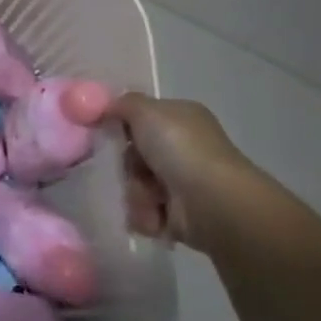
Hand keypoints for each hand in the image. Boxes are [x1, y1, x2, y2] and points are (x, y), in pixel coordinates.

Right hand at [114, 94, 254, 250]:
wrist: (212, 202)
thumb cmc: (179, 148)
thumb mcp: (144, 109)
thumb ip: (122, 104)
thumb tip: (108, 108)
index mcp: (181, 118)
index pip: (143, 119)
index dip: (124, 126)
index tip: (109, 135)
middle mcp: (184, 148)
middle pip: (136, 155)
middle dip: (129, 167)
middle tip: (135, 171)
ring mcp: (184, 182)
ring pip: (138, 185)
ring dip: (136, 194)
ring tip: (149, 200)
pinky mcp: (181, 216)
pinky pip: (147, 213)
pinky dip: (146, 216)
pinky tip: (154, 216)